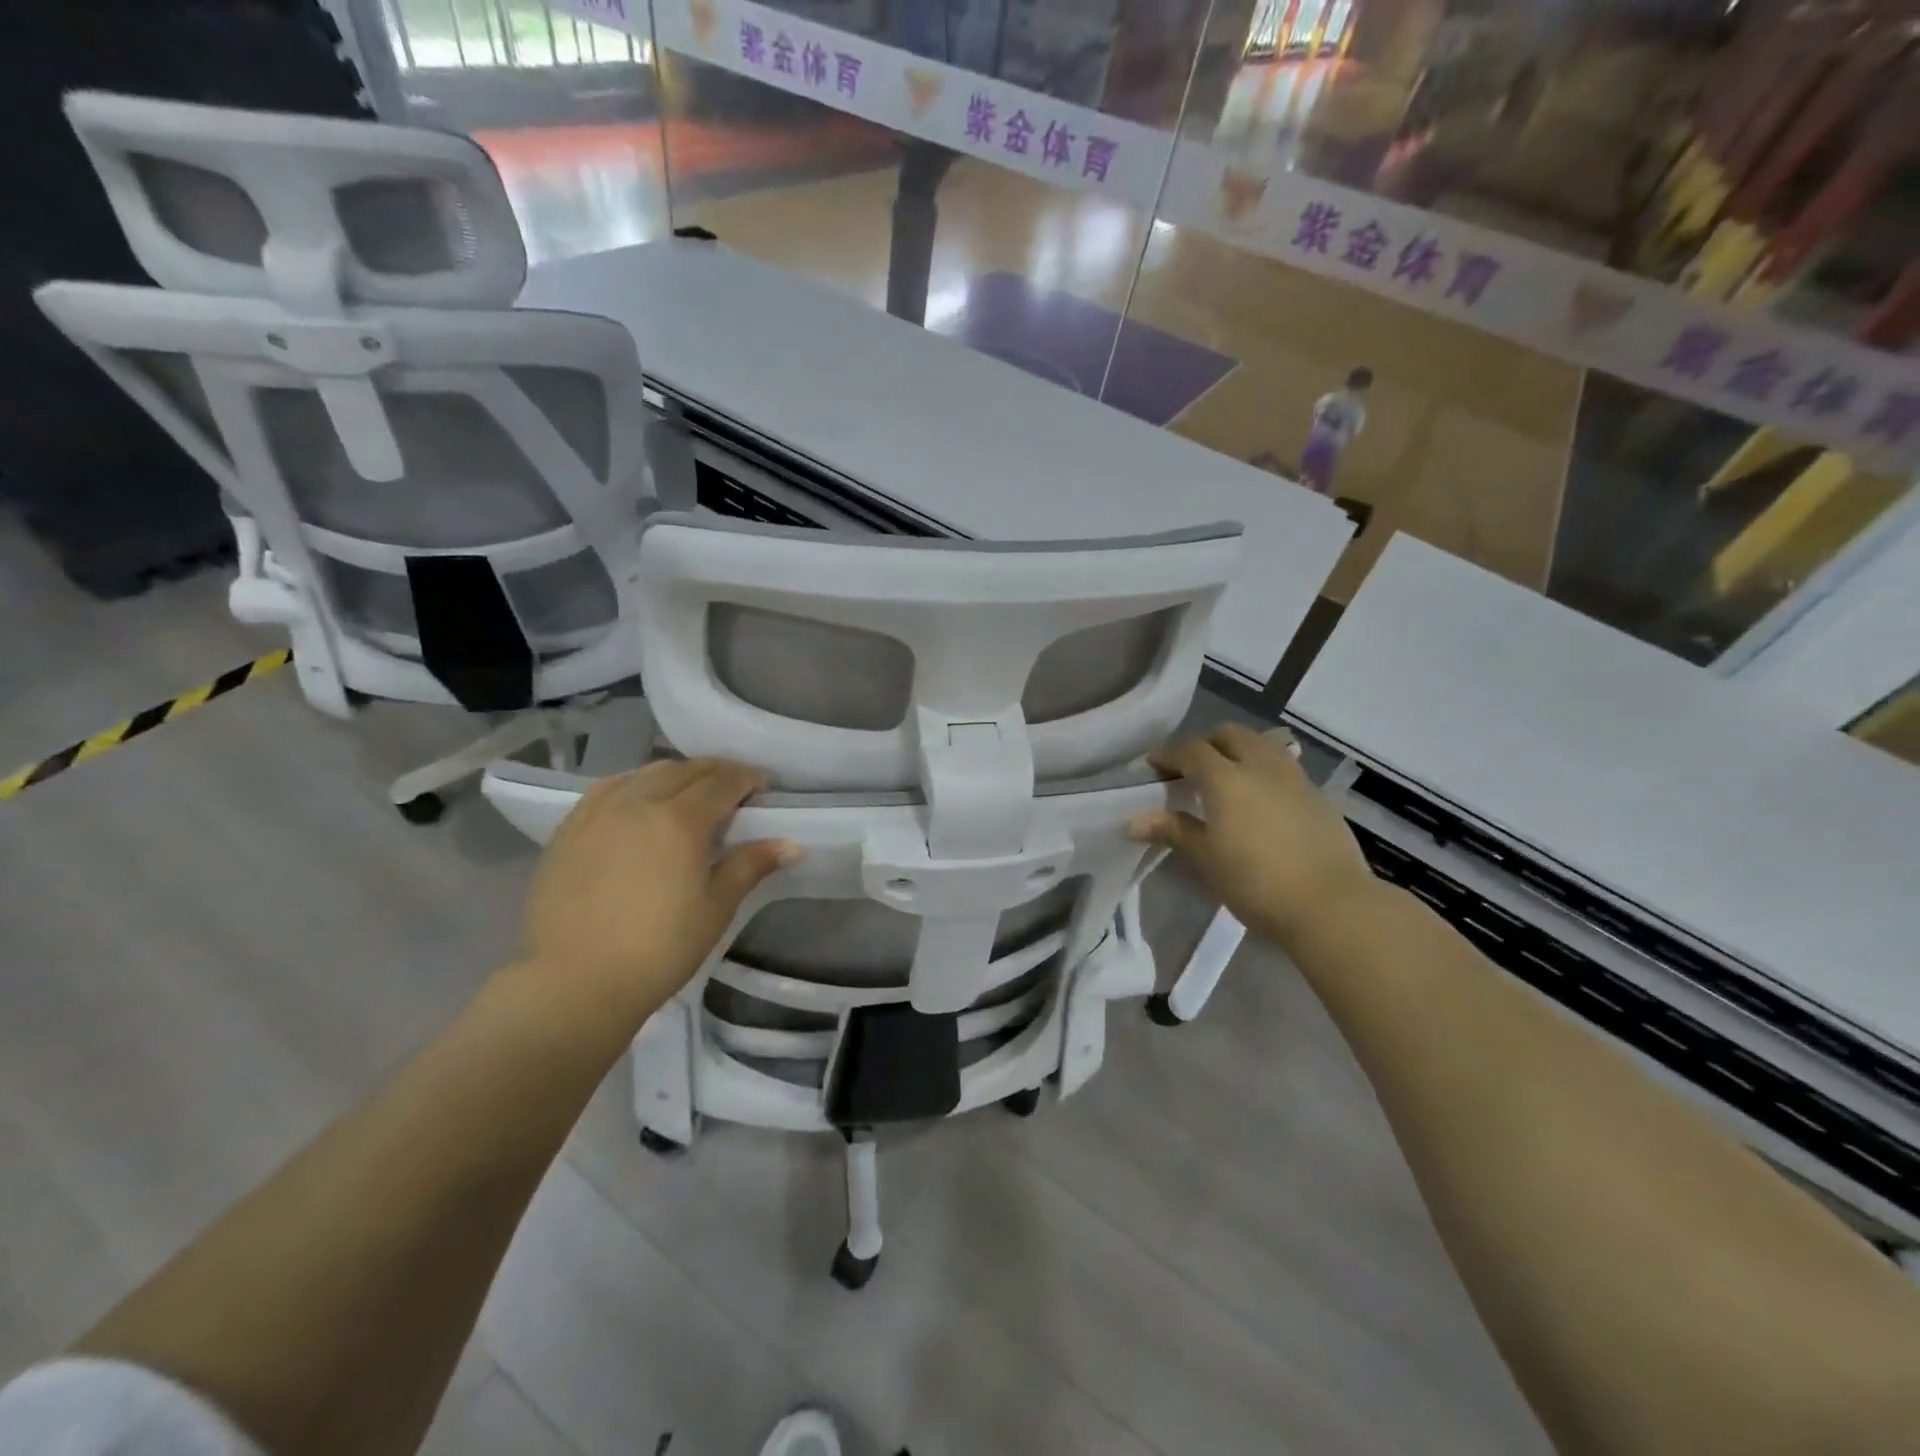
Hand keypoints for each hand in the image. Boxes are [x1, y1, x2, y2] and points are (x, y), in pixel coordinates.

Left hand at [517, 758, 799, 1020]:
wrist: (571, 982)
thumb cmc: (658, 949)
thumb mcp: (716, 908)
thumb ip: (751, 866)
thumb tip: (792, 845)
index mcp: (680, 819)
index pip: (723, 782)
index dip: (748, 780)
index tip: (764, 790)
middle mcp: (639, 801)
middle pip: (686, 770)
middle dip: (717, 773)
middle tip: (735, 792)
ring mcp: (599, 811)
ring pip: (646, 773)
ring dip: (678, 775)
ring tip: (690, 795)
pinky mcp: (570, 827)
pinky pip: (611, 788)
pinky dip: (637, 784)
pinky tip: (640, 803)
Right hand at [1129, 724, 1376, 950]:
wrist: (1332, 906)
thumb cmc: (1256, 882)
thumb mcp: (1206, 859)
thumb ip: (1173, 830)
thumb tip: (1133, 821)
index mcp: (1227, 778)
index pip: (1191, 750)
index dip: (1168, 755)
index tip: (1152, 768)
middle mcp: (1262, 767)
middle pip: (1230, 735)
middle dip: (1206, 744)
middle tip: (1190, 769)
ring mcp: (1296, 779)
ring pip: (1263, 746)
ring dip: (1240, 752)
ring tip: (1228, 780)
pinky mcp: (1320, 798)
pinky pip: (1285, 770)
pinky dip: (1264, 773)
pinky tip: (1262, 803)